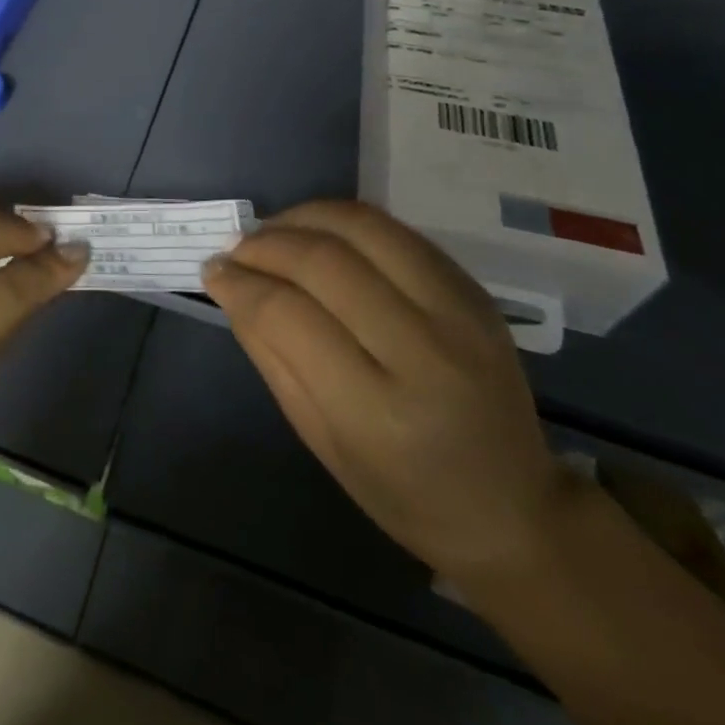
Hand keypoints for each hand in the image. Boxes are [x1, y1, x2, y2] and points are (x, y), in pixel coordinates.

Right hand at [201, 200, 569, 581]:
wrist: (512, 506)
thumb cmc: (402, 490)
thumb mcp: (319, 438)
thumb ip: (270, 354)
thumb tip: (228, 283)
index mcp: (378, 410)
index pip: (288, 315)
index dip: (239, 283)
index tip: (213, 271)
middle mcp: (424, 351)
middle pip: (324, 261)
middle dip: (264, 244)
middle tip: (236, 250)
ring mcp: (459, 313)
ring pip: (363, 227)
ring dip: (303, 217)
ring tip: (273, 231)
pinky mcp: (474, 290)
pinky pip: (396, 231)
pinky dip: (345, 223)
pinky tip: (320, 235)